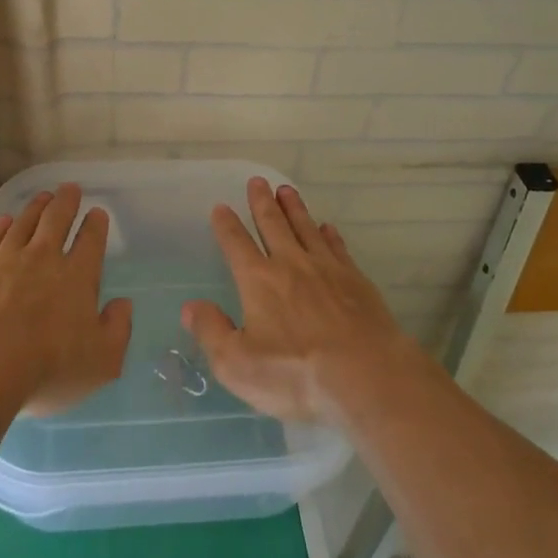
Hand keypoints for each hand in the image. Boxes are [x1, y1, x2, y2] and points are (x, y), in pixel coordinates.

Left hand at [0, 183, 130, 415]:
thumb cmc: (45, 368)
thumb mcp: (101, 361)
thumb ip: (117, 329)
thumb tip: (123, 304)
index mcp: (77, 277)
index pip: (91, 240)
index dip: (96, 224)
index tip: (98, 213)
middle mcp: (44, 258)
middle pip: (57, 219)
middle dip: (67, 201)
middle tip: (70, 188)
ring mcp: (7, 259)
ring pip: (25, 222)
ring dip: (37, 206)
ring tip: (44, 196)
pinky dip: (3, 225)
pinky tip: (6, 220)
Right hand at [184, 178, 415, 424]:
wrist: (367, 376)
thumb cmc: (296, 374)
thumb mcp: (238, 365)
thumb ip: (211, 332)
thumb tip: (190, 306)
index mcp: (259, 281)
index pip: (237, 244)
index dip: (227, 225)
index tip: (221, 207)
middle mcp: (291, 264)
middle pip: (273, 225)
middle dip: (262, 202)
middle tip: (257, 181)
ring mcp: (327, 269)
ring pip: (306, 228)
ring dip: (294, 208)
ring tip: (286, 190)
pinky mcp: (356, 280)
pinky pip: (337, 247)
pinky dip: (329, 234)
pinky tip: (327, 228)